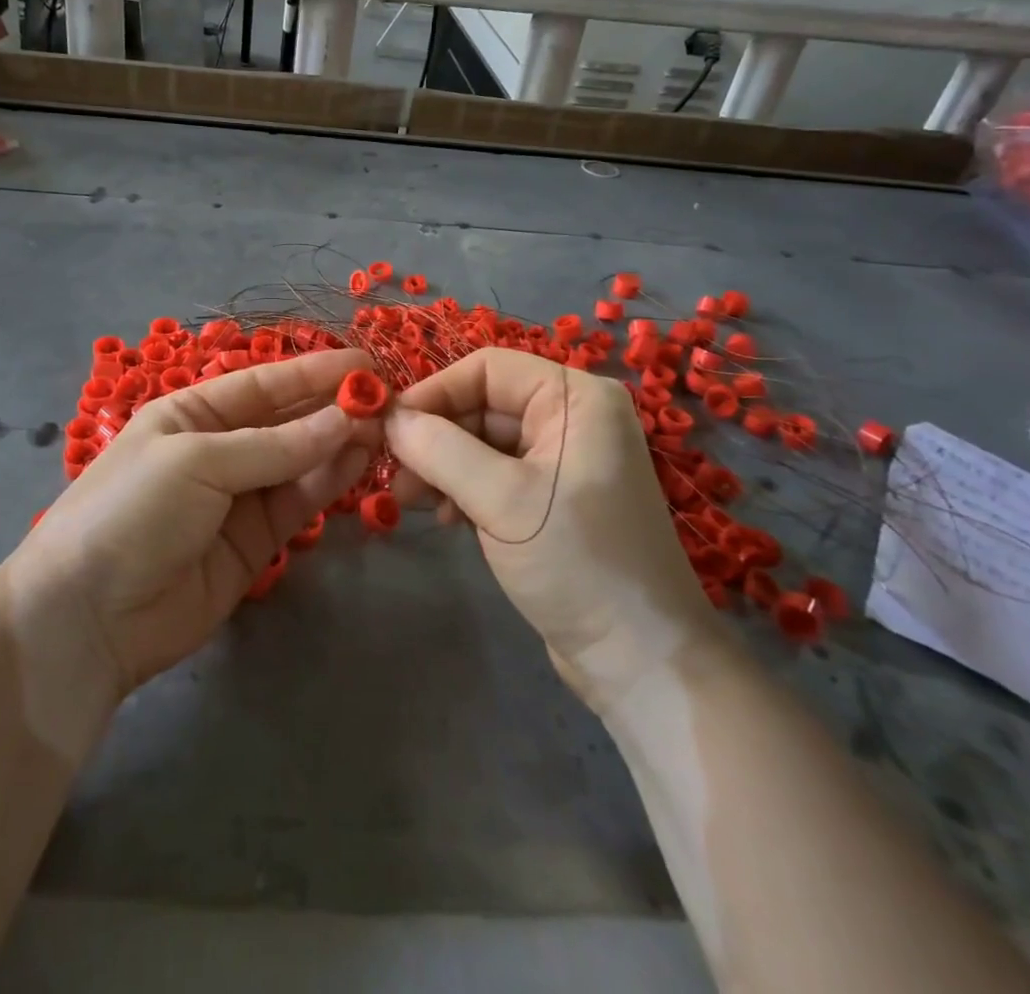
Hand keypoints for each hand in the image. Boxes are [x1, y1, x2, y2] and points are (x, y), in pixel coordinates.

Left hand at [12, 351, 380, 696]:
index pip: (262, 383)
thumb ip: (274, 446)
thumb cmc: (131, 512)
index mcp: (191, 414)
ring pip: (299, 462)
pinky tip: (359, 463)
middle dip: (332, 408)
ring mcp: (238, 497)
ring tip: (384, 430)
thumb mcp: (196, 462)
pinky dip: (328, 483)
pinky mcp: (255, 543)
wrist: (87, 618)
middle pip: (286, 421)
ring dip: (338, 444)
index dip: (312, 371)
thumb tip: (344, 420)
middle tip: (387, 401)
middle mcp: (218, 449)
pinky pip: (298, 503)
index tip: (364, 362)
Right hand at [386, 348, 717, 709]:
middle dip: (436, 435)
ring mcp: (564, 459)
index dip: (435, 391)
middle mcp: (573, 417)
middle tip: (392, 473)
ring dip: (443, 464)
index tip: (389, 426)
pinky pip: (496, 473)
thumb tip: (387, 418)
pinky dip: (464, 487)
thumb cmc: (578, 565)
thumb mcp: (502, 501)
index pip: (488, 368)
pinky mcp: (554, 497)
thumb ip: (439, 450)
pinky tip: (447, 518)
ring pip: (483, 440)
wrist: (642, 662)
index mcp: (576, 399)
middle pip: (483, 404)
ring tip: (409, 501)